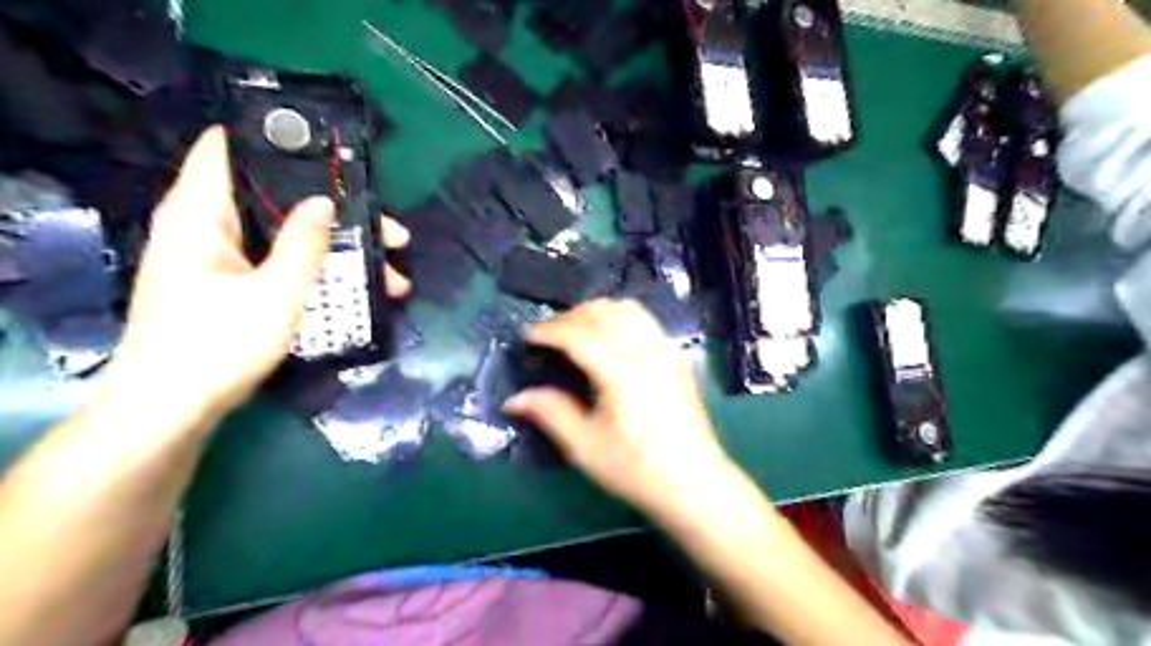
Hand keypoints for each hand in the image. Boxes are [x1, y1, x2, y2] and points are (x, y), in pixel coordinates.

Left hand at [105, 127, 407, 428]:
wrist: (174, 409)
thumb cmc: (219, 344)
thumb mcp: (275, 293)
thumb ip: (304, 244)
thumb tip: (325, 202)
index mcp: (201, 216)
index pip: (226, 151)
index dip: (275, 142)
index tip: (330, 151)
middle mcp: (207, 231)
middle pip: (278, 202)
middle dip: (336, 214)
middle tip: (389, 231)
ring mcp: (220, 262)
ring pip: (287, 239)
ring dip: (338, 251)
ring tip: (391, 273)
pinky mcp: (231, 289)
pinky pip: (281, 265)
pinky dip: (319, 272)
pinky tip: (359, 293)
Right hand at [503, 297, 727, 520]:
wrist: (694, 481)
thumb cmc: (637, 469)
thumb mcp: (585, 447)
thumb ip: (550, 413)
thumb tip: (514, 398)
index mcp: (620, 372)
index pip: (578, 334)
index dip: (549, 330)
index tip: (527, 335)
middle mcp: (644, 351)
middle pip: (602, 313)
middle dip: (569, 317)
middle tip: (548, 337)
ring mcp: (664, 350)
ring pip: (626, 310)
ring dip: (596, 313)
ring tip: (576, 332)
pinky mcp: (675, 357)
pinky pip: (645, 320)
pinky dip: (620, 318)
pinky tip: (609, 339)